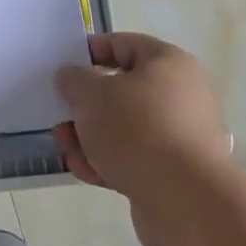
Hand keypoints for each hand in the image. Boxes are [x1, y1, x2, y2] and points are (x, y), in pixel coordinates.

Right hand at [53, 32, 230, 245]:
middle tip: (60, 114)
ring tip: (65, 147)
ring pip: (124, 128)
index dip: (89, 52)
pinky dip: (107, 161)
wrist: (185, 201)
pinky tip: (82, 170)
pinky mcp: (174, 173)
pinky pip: (134, 158)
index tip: (63, 67)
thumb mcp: (92, 94)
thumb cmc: (137, 129)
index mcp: (168, 63)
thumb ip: (74, 80)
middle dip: (86, 105)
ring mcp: (180, 137)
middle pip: (122, 90)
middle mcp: (180, 95)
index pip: (123, 45)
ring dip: (90, 136)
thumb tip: (72, 78)